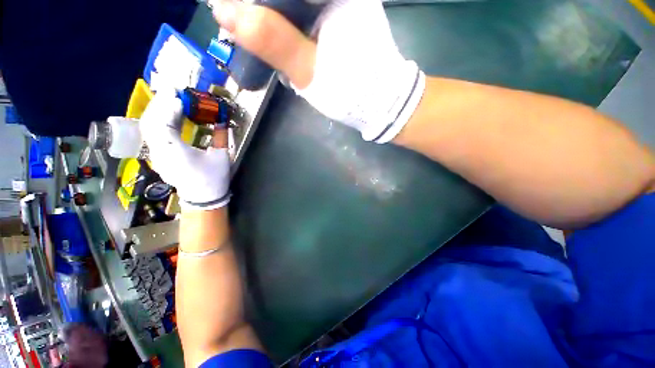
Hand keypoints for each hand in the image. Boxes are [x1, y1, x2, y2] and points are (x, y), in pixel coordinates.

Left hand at [139, 90, 230, 209]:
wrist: (203, 197)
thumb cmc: (214, 178)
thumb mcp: (222, 157)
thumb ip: (220, 136)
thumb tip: (222, 120)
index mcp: (176, 153)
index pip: (164, 125)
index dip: (169, 108)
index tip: (179, 96)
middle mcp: (160, 152)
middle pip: (151, 123)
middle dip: (160, 104)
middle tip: (171, 91)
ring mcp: (156, 155)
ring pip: (148, 128)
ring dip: (156, 111)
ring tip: (168, 99)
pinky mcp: (158, 156)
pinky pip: (152, 135)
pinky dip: (157, 121)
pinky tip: (166, 115)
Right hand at [211, 0, 424, 142]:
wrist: (382, 104)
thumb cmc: (352, 91)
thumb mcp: (310, 71)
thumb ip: (272, 41)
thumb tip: (224, 11)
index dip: (257, 3)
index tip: (236, 15)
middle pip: (289, 0)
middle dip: (264, 11)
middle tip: (245, 27)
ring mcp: (342, 5)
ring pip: (297, 7)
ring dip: (275, 17)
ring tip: (258, 34)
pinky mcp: (344, 20)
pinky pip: (308, 14)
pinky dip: (290, 24)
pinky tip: (282, 38)